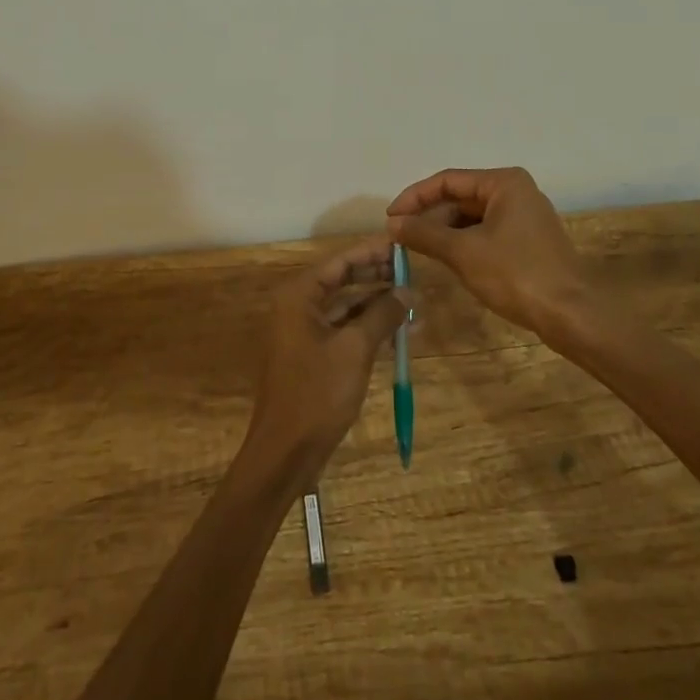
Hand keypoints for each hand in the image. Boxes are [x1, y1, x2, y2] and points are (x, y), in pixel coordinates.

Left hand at [242, 236, 408, 484]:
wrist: (286, 453)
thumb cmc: (317, 393)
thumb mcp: (355, 349)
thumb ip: (382, 314)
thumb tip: (408, 291)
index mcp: (299, 295)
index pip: (340, 261)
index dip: (373, 252)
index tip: (403, 246)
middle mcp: (298, 306)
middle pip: (343, 280)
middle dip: (378, 277)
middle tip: (413, 273)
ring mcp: (305, 332)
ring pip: (347, 306)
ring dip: (378, 305)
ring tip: (414, 303)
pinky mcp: (314, 355)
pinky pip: (345, 330)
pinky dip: (370, 328)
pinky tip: (400, 333)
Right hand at [386, 166, 596, 337]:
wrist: (571, 314)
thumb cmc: (516, 274)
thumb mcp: (463, 252)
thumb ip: (425, 233)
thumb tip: (392, 224)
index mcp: (503, 182)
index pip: (447, 180)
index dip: (414, 197)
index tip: (390, 218)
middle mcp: (515, 191)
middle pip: (460, 196)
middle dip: (429, 215)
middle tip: (400, 236)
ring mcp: (524, 216)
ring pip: (472, 216)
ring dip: (444, 230)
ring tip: (417, 248)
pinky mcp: (527, 241)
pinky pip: (486, 232)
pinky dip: (463, 242)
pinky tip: (447, 259)